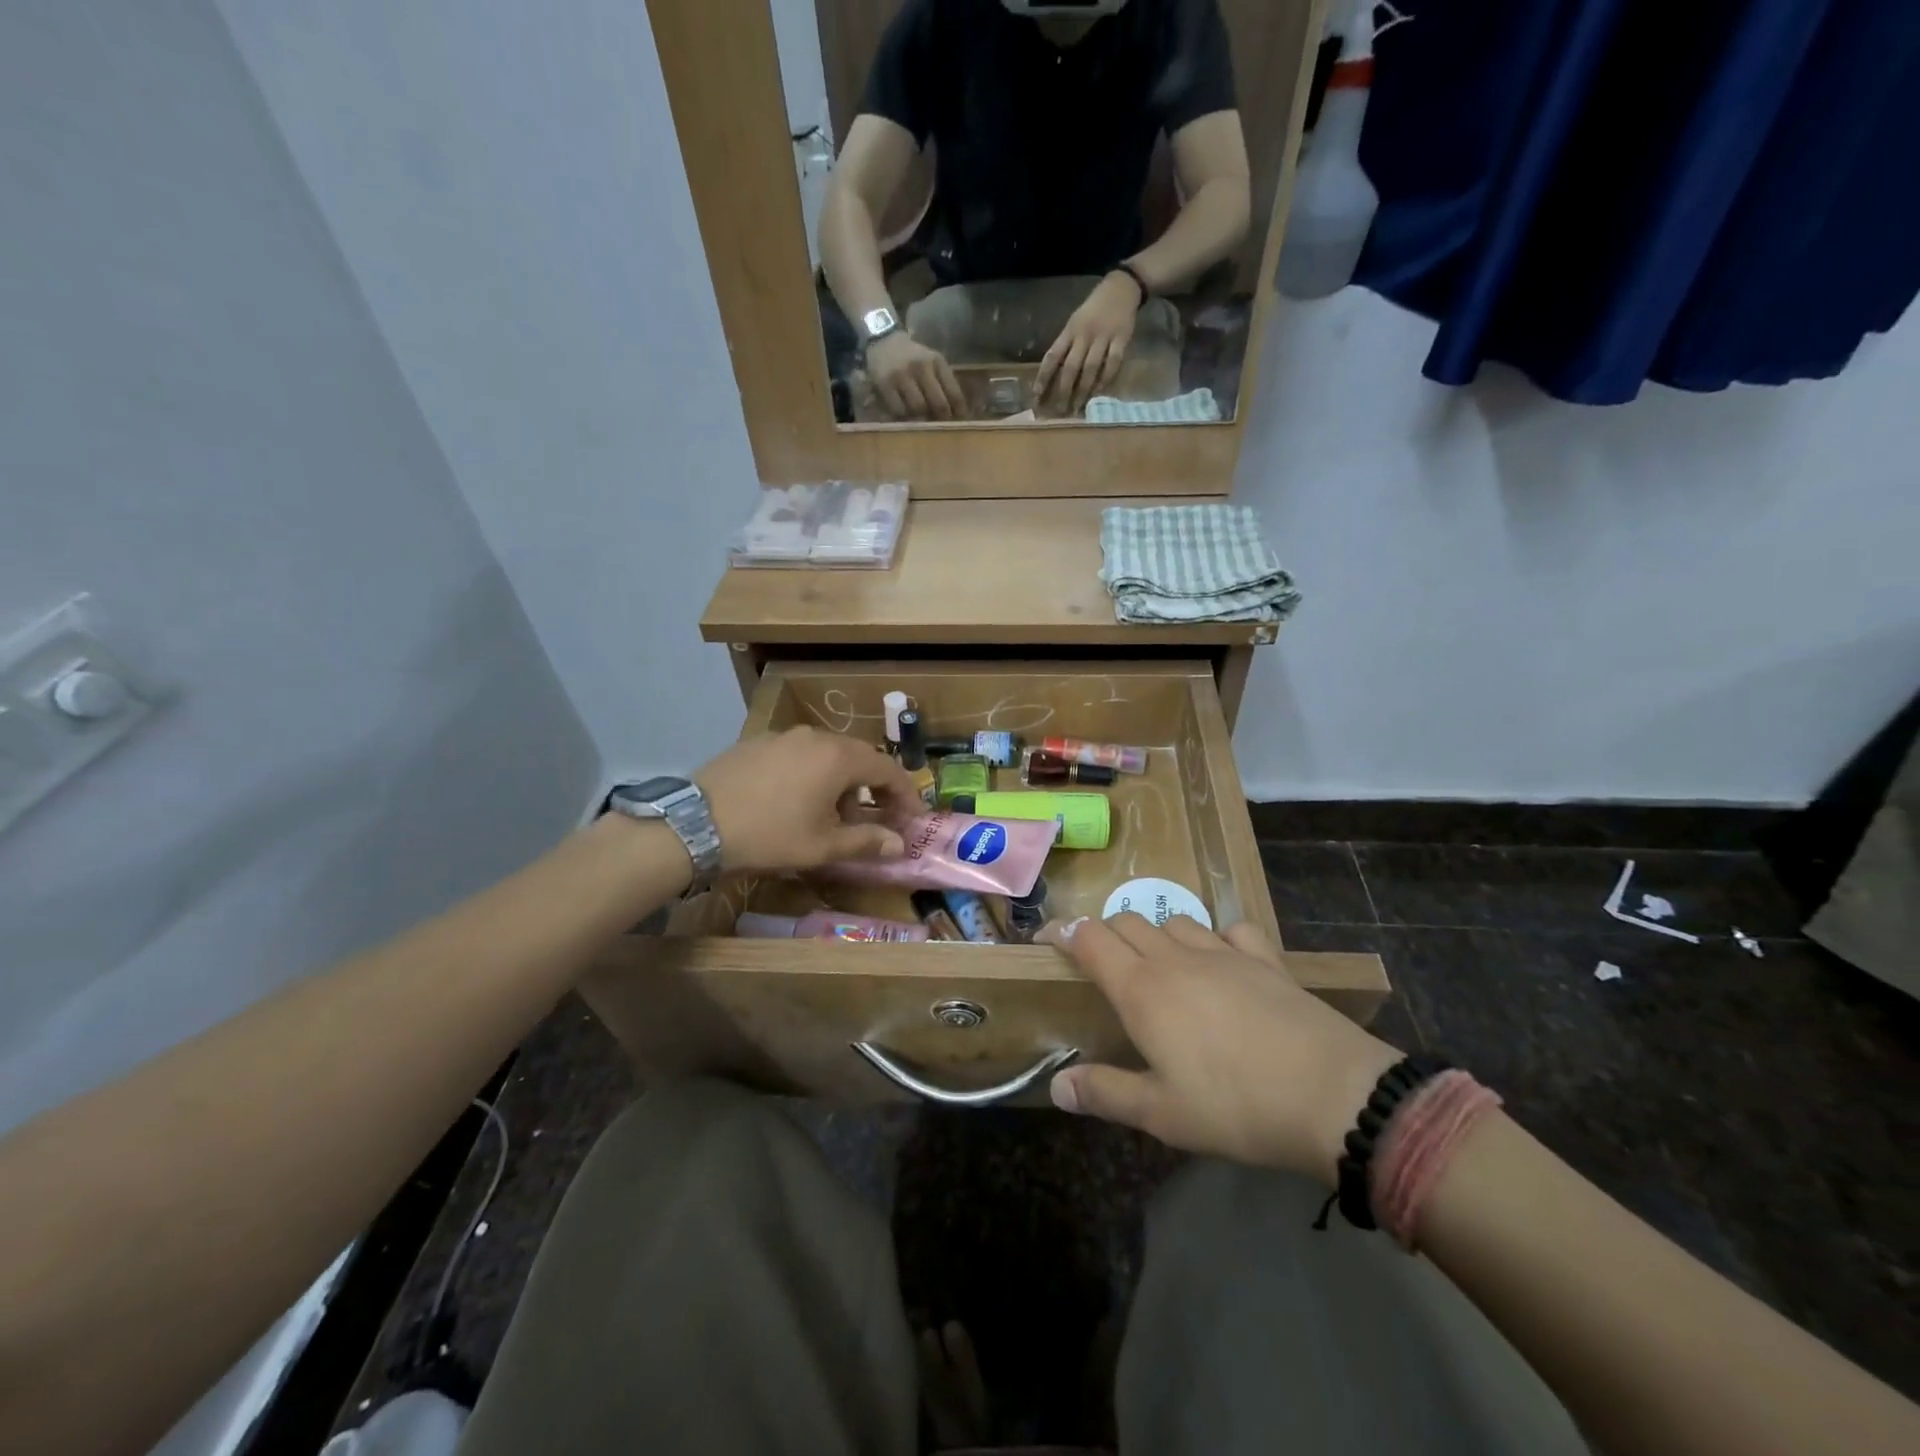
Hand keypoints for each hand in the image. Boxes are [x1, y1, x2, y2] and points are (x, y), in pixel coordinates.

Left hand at [696, 727, 921, 873]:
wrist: (695, 825)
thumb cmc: (770, 835)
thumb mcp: (822, 846)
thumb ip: (867, 841)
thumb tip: (899, 844)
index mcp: (838, 757)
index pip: (887, 769)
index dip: (905, 794)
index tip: (913, 818)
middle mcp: (815, 736)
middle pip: (858, 758)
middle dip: (873, 788)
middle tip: (876, 818)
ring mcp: (783, 736)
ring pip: (827, 755)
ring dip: (841, 782)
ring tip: (830, 816)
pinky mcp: (757, 742)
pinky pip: (799, 754)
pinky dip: (811, 774)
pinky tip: (795, 801)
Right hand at [866, 332, 968, 420]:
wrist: (884, 342)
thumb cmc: (913, 357)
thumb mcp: (933, 361)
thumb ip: (944, 382)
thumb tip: (956, 413)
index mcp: (937, 361)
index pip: (954, 393)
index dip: (958, 411)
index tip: (959, 420)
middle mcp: (921, 367)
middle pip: (938, 404)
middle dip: (941, 418)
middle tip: (940, 424)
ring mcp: (902, 375)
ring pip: (918, 409)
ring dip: (922, 418)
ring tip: (922, 419)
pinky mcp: (885, 384)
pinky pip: (899, 410)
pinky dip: (905, 416)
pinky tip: (906, 414)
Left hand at [1035, 271, 1139, 414]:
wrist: (1121, 288)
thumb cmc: (1093, 309)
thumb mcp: (1075, 322)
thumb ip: (1066, 345)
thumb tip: (1054, 374)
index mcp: (1070, 330)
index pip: (1052, 356)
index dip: (1043, 377)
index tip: (1036, 396)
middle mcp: (1084, 335)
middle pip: (1071, 367)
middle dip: (1063, 391)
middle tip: (1059, 411)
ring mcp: (1103, 337)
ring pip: (1090, 368)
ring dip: (1083, 390)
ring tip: (1077, 407)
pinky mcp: (1121, 338)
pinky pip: (1112, 363)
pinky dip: (1106, 379)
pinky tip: (1099, 391)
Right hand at [1040, 914, 1402, 1184]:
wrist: (1332, 1095)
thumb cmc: (1234, 1106)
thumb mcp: (1162, 1114)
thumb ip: (1105, 1093)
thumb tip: (1057, 1086)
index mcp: (1142, 989)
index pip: (1090, 940)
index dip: (1064, 932)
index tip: (1047, 938)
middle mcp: (1175, 959)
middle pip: (1127, 922)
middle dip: (1105, 933)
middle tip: (1101, 962)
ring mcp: (1224, 953)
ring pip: (1175, 920)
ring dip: (1156, 933)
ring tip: (1158, 962)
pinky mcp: (1266, 959)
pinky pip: (1233, 929)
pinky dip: (1218, 936)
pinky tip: (1223, 959)